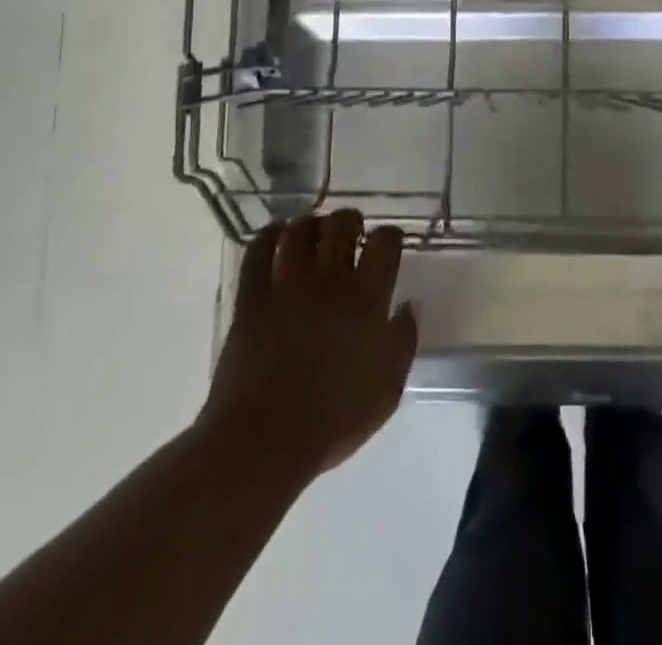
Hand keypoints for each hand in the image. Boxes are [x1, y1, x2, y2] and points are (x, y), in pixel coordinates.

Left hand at [199, 212, 417, 482]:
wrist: (264, 441)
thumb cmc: (334, 420)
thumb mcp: (388, 390)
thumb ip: (404, 341)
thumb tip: (409, 305)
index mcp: (367, 298)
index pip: (385, 242)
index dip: (390, 235)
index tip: (388, 244)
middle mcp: (330, 280)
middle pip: (342, 224)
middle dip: (349, 221)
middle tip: (351, 233)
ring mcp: (288, 285)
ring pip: (300, 231)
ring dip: (311, 224)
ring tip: (314, 233)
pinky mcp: (252, 298)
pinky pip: (257, 252)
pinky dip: (268, 235)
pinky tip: (275, 236)